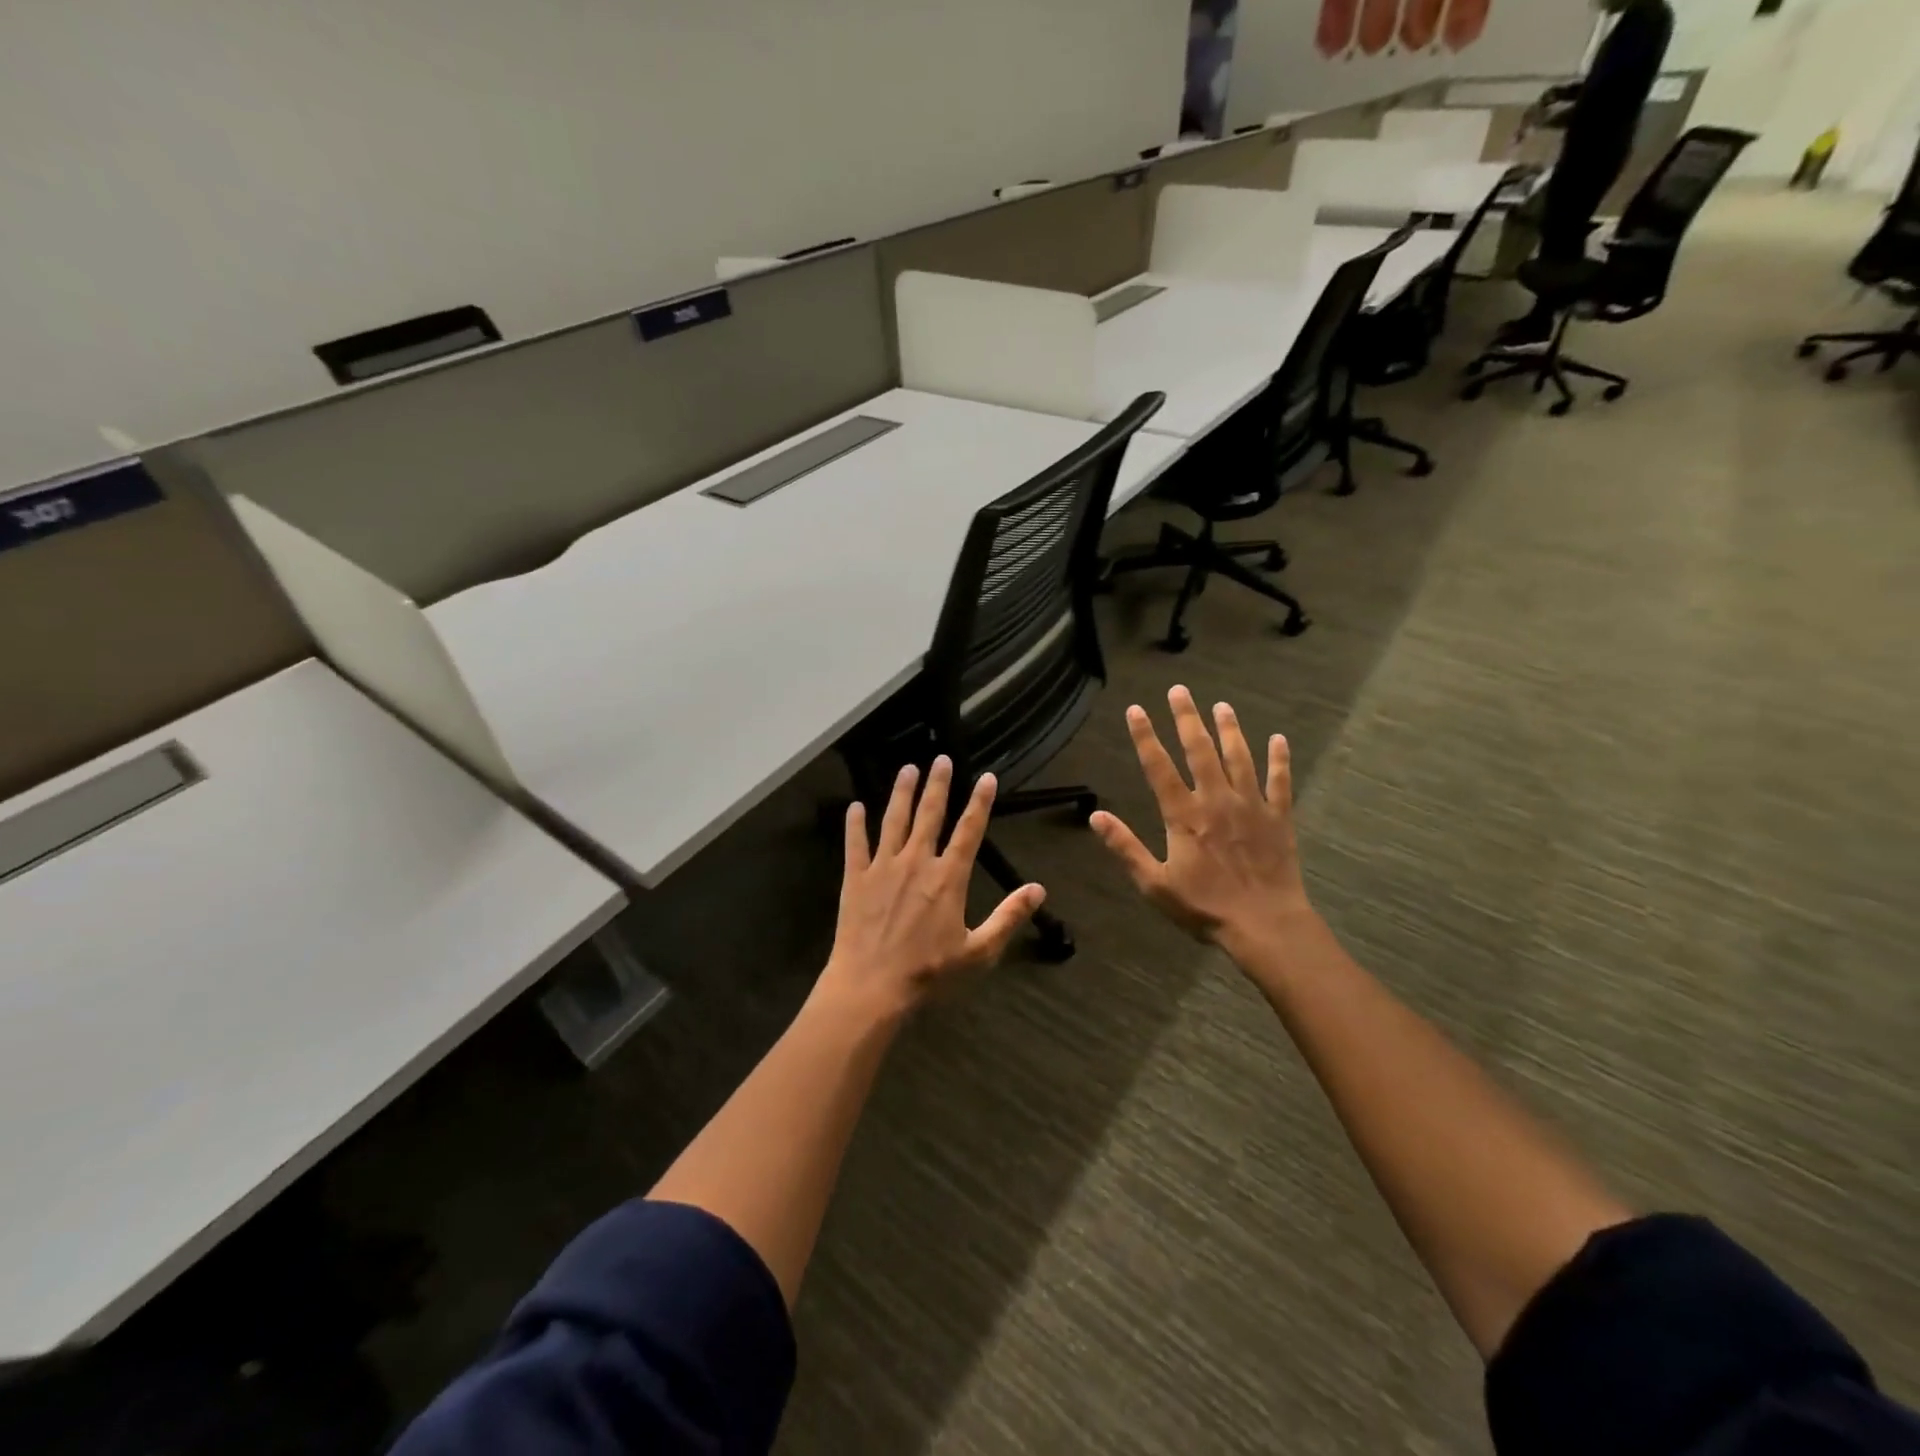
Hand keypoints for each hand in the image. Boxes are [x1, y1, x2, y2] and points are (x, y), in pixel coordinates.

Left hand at [818, 757, 1045, 1018]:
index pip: (969, 831)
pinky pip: (855, 844)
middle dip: (938, 785)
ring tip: (908, 769)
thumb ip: (1008, 916)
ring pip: (894, 820)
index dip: (980, 802)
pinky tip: (854, 807)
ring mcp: (883, 868)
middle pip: (930, 815)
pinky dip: (855, 824)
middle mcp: (917, 862)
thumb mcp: (979, 951)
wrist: (872, 987)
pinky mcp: (856, 879)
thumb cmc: (929, 973)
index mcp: (948, 878)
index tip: (986, 777)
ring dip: (901, 793)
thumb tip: (1038, 889)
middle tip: (941, 759)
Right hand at [1091, 686, 1314, 960]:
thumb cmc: (1205, 907)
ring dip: (1230, 730)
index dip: (1145, 736)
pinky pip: (1280, 781)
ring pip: (1239, 757)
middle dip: (1187, 718)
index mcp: (1184, 815)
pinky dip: (1279, 759)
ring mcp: (1251, 805)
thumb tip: (1096, 817)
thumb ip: (1125, 847)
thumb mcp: (1154, 883)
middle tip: (1180, 690)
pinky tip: (1279, 739)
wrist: (1265, 924)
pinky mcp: (1279, 817)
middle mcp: (1216, 800)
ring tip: (1222, 706)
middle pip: (1199, 750)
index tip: (1136, 710)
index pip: (1158, 767)